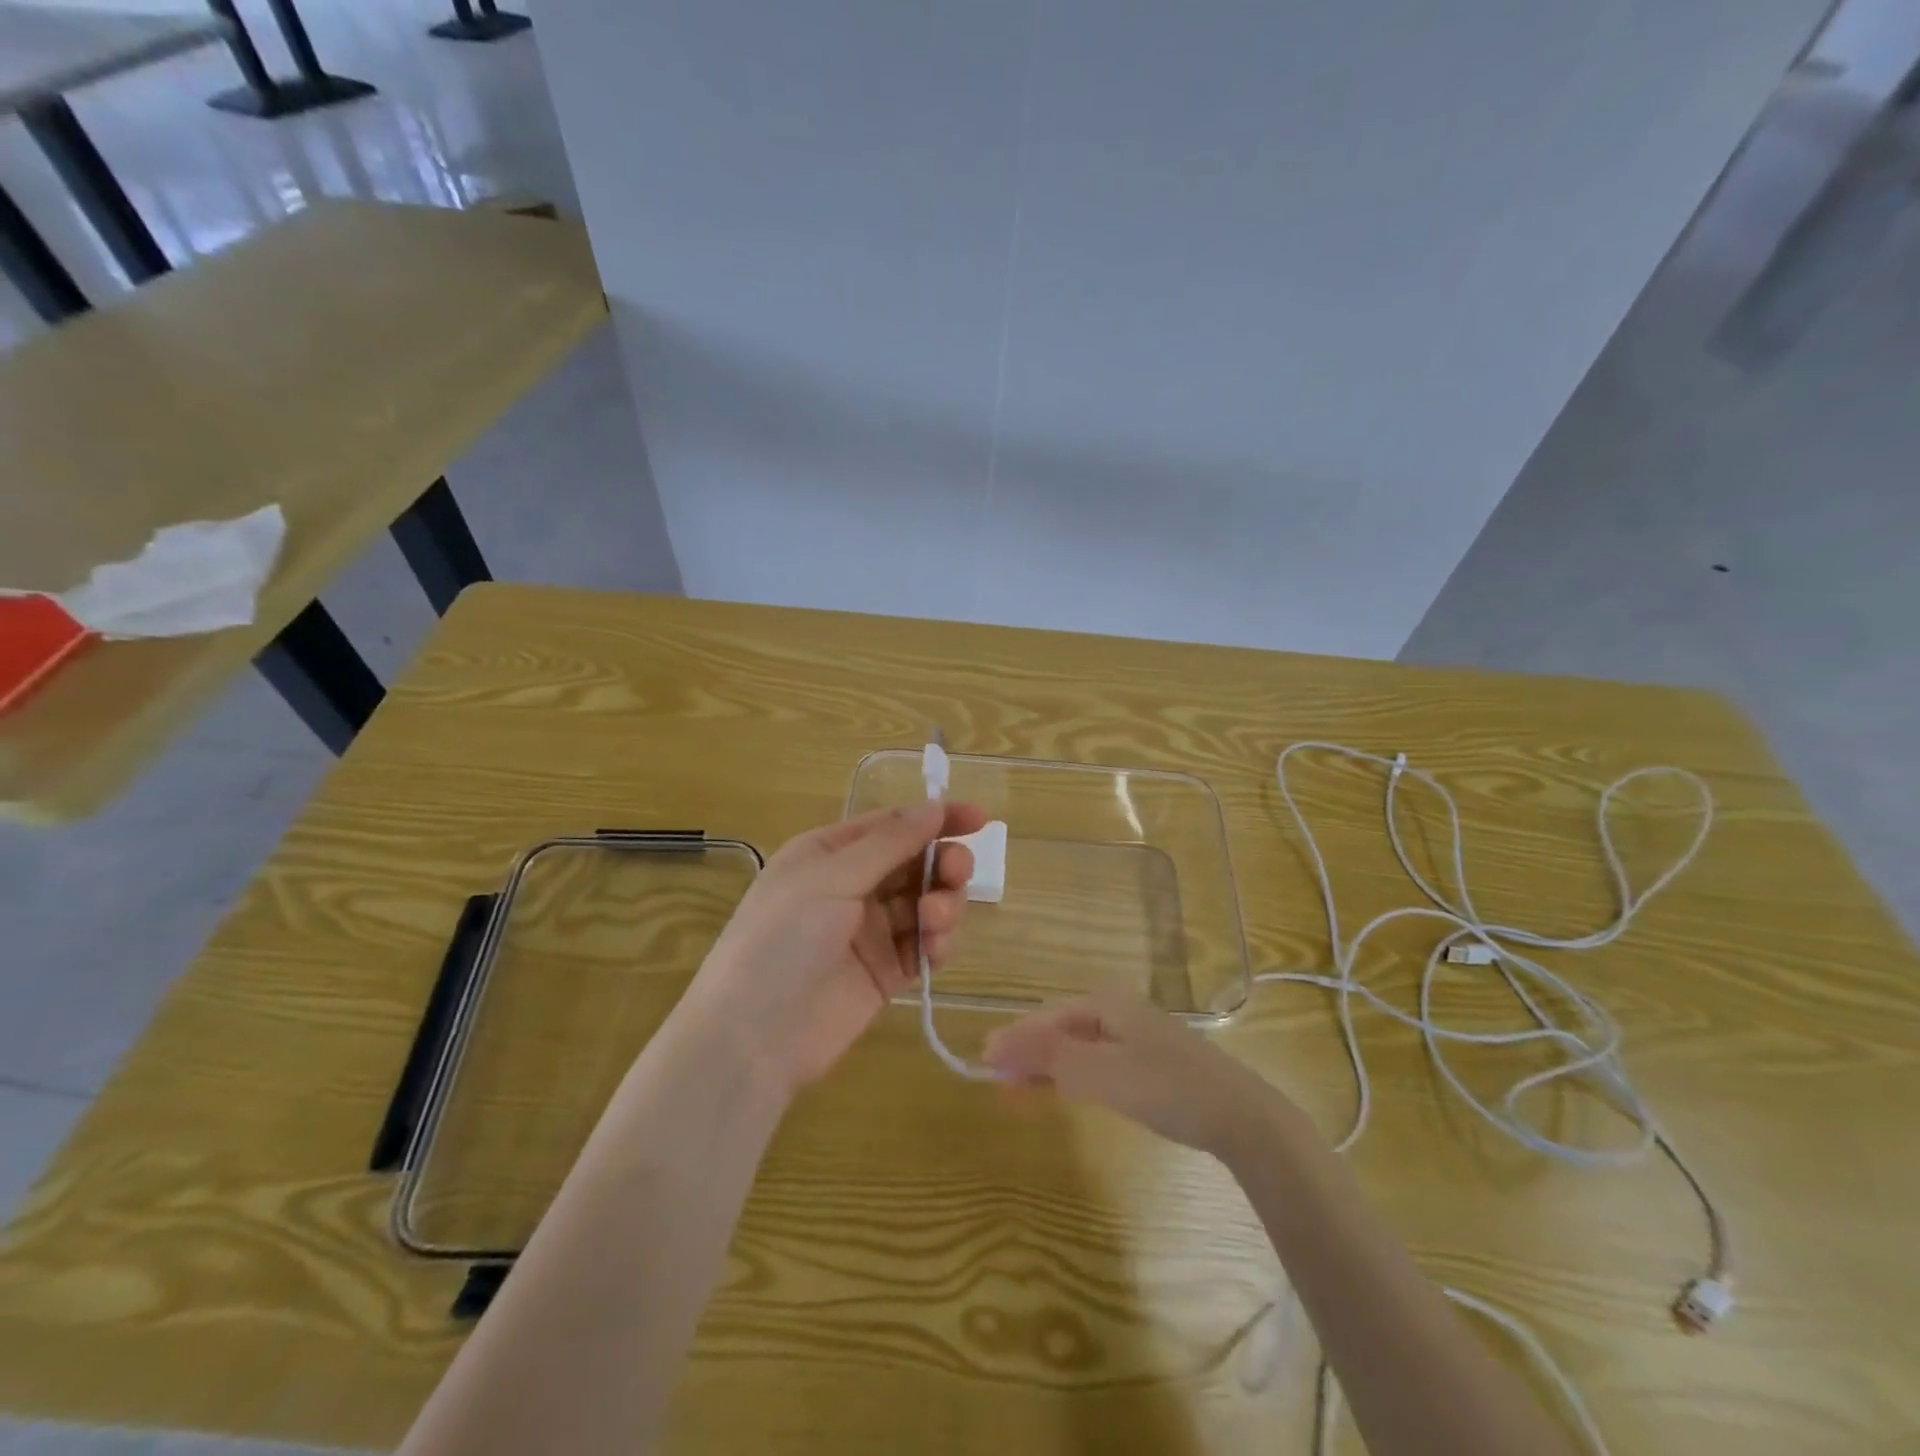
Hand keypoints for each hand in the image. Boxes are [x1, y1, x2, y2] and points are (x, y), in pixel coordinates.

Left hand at [683, 801, 988, 1095]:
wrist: (752, 1038)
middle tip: (955, 874)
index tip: (980, 819)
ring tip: (934, 921)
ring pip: (927, 902)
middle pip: (916, 863)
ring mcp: (870, 931)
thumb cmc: (782, 940)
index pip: (893, 824)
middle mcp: (853, 886)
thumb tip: (935, 806)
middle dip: (943, 864)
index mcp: (830, 853)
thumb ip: (889, 843)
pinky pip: (926, 945)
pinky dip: (938, 942)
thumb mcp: (831, 878)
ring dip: (943, 904)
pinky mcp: (886, 973)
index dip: (937, 818)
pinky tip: (934, 949)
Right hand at [983, 994, 1285, 1158]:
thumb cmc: (1166, 1087)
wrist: (1242, 1117)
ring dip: (1050, 1068)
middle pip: (1062, 1029)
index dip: (1015, 1039)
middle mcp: (1121, 1013)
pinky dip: (1077, 1077)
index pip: (1047, 1017)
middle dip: (1030, 1054)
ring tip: (1022, 1093)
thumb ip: (1047, 1057)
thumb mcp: (1099, 1072)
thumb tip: (992, 1043)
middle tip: (1000, 1084)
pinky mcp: (1154, 1064)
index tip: (986, 1064)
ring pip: (1081, 1048)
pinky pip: (1101, 1063)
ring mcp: (1140, 1038)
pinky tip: (1069, 1092)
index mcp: (1106, 1004)